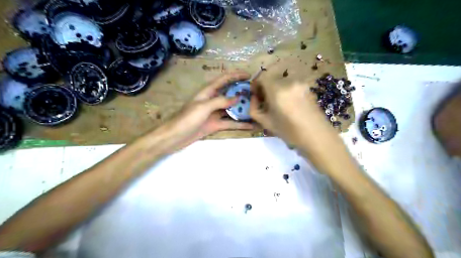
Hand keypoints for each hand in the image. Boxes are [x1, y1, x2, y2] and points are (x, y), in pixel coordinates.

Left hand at [155, 71, 255, 153]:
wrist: (175, 137)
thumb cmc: (187, 119)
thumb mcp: (203, 107)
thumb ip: (220, 101)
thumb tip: (237, 97)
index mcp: (208, 92)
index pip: (224, 79)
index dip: (236, 75)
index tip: (249, 75)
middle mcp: (213, 100)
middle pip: (230, 93)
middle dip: (242, 91)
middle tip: (257, 93)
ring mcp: (215, 113)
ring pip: (232, 109)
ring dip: (243, 108)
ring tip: (257, 108)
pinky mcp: (216, 124)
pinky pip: (230, 123)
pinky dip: (240, 124)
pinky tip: (250, 125)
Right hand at [248, 80, 335, 145]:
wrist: (317, 137)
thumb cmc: (290, 132)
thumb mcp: (266, 123)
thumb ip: (254, 108)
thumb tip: (254, 98)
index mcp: (278, 90)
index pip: (262, 76)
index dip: (257, 84)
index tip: (256, 95)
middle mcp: (290, 82)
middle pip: (272, 78)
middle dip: (266, 88)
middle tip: (265, 102)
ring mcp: (301, 84)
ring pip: (282, 82)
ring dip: (276, 89)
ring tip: (277, 105)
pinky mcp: (308, 87)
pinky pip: (292, 85)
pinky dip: (286, 91)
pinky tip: (288, 105)